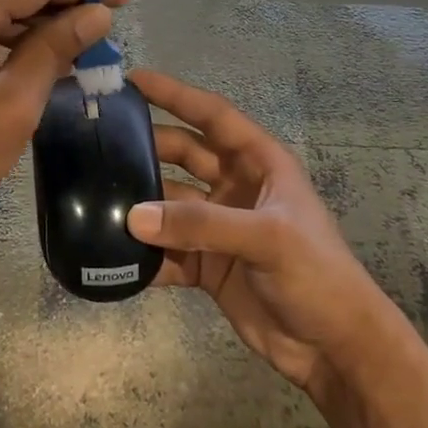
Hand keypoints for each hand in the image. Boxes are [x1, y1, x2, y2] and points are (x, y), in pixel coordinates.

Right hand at [126, 69, 388, 401]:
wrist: (334, 348)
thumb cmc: (316, 275)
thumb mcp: (267, 238)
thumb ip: (200, 224)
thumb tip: (132, 216)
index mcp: (260, 164)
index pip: (213, 117)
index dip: (176, 95)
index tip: (133, 80)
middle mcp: (236, 187)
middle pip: (183, 155)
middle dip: (146, 147)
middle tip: (98, 141)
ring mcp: (219, 228)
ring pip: (169, 205)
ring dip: (139, 204)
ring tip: (93, 197)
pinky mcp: (207, 265)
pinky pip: (167, 251)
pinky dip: (144, 253)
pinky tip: (112, 254)